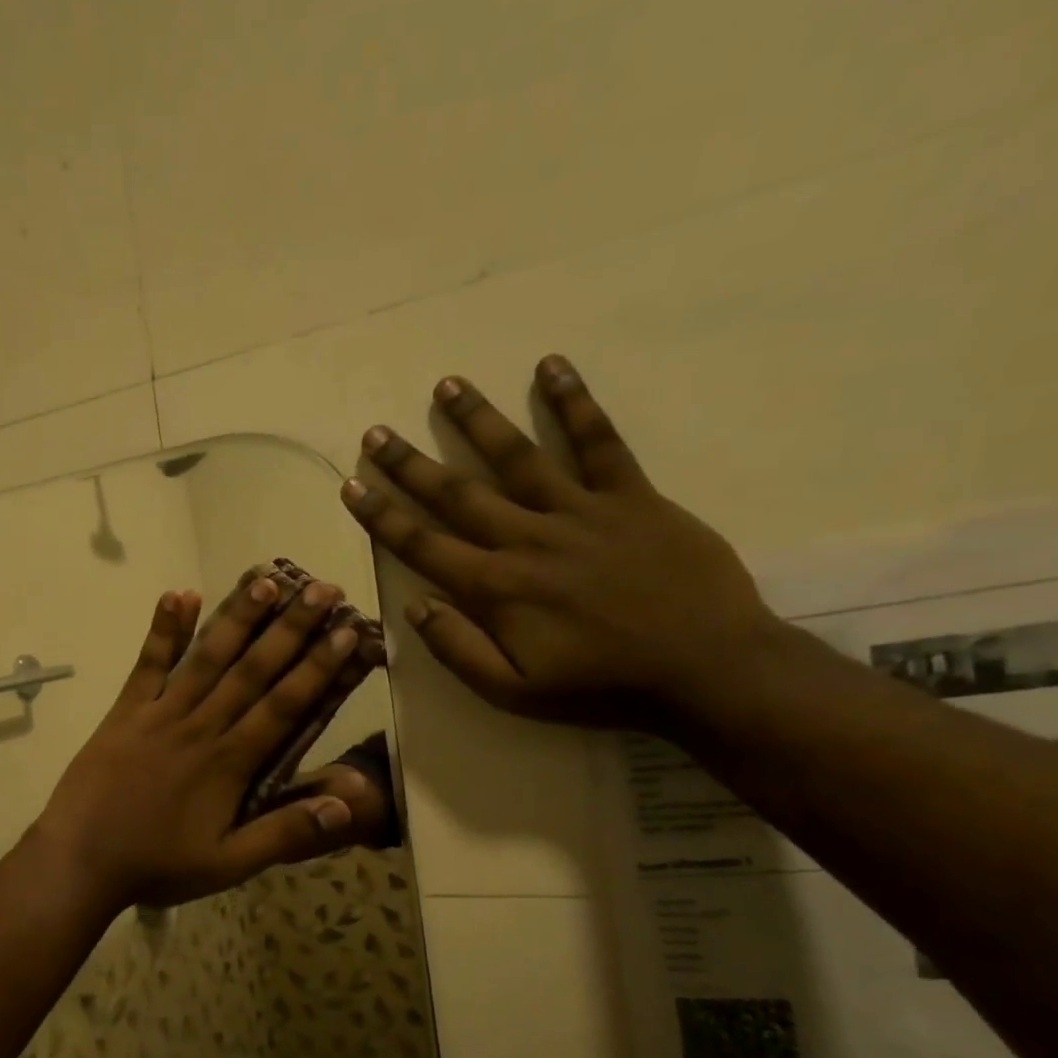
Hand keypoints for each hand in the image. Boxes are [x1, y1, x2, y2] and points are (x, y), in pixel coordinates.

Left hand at [33, 574, 365, 910]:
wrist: (79, 860)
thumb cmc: (157, 864)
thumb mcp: (228, 864)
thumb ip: (285, 833)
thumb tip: (347, 805)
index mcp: (230, 763)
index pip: (284, 705)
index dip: (318, 668)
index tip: (346, 632)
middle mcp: (200, 726)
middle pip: (252, 670)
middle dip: (290, 628)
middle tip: (322, 589)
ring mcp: (160, 713)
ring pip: (206, 658)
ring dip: (237, 617)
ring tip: (265, 579)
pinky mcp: (125, 710)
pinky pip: (148, 664)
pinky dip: (163, 629)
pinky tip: (178, 593)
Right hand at [341, 354, 782, 728]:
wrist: (706, 668)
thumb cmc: (601, 686)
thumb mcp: (514, 691)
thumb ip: (458, 649)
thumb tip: (414, 607)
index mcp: (496, 587)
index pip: (422, 544)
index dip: (381, 515)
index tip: (351, 484)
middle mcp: (527, 538)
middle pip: (457, 493)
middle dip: (410, 463)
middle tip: (376, 432)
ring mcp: (581, 511)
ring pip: (518, 457)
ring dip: (477, 420)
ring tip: (447, 385)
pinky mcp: (632, 497)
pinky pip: (600, 442)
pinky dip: (575, 403)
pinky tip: (551, 366)